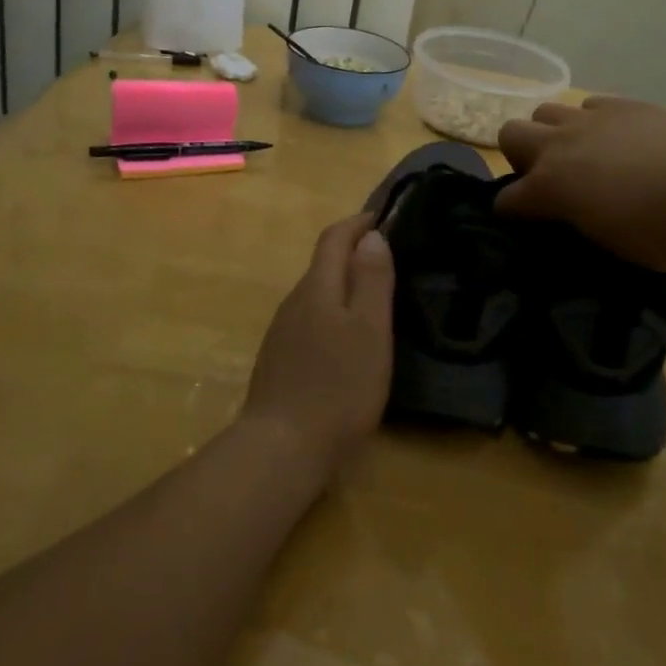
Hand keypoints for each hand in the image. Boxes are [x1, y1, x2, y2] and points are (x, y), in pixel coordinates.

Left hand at [240, 214, 394, 482]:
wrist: (282, 448)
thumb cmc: (338, 386)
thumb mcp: (369, 330)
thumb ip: (371, 280)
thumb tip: (371, 235)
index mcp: (317, 288)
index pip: (334, 238)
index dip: (357, 222)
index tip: (382, 216)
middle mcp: (294, 302)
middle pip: (323, 264)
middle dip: (352, 252)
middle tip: (387, 256)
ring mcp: (282, 332)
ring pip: (316, 294)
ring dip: (342, 283)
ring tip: (373, 295)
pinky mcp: (279, 359)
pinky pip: (309, 320)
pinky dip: (331, 312)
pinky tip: (346, 338)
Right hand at [497, 97, 665, 269]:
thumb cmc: (663, 233)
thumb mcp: (610, 246)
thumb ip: (579, 226)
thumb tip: (575, 219)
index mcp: (549, 187)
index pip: (507, 200)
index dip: (511, 213)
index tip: (522, 222)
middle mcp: (559, 146)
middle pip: (511, 133)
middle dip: (520, 156)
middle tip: (547, 178)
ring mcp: (591, 119)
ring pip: (546, 111)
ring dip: (553, 133)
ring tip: (581, 154)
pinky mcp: (624, 104)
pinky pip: (590, 106)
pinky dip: (594, 122)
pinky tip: (617, 139)